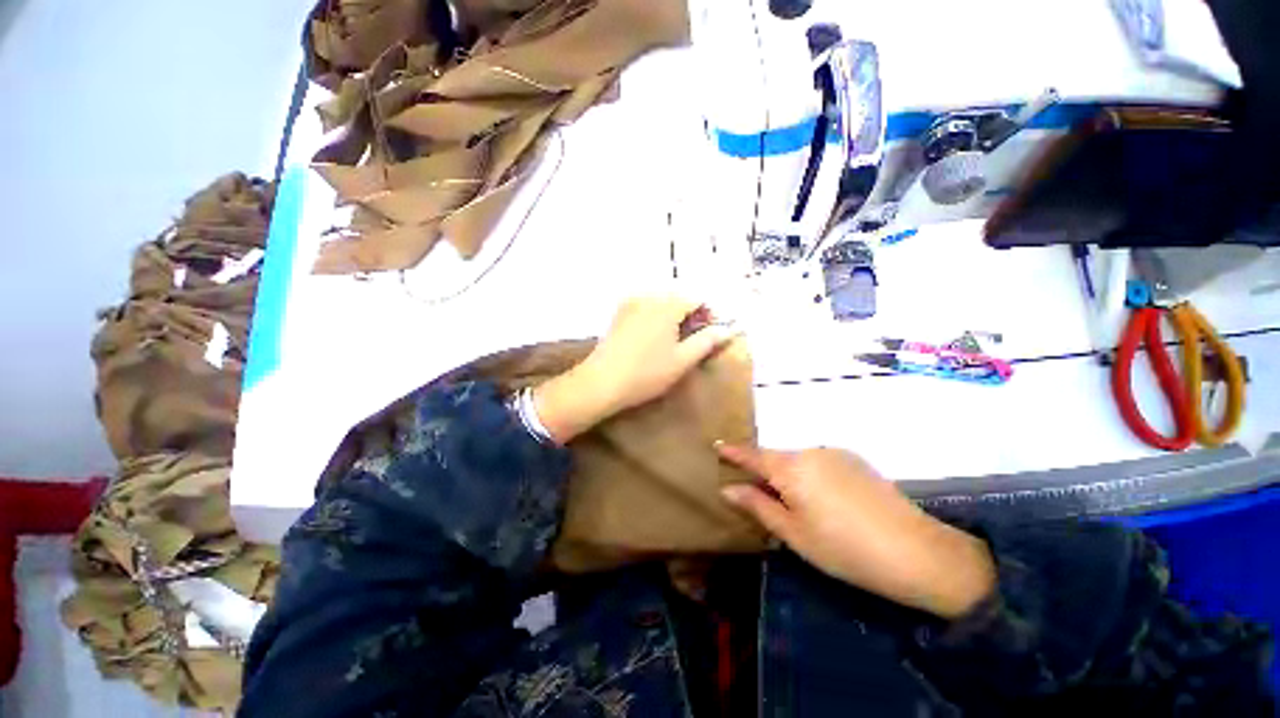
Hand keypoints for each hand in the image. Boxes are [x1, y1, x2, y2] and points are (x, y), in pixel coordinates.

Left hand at [533, 296, 736, 444]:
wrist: (601, 382)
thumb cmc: (647, 373)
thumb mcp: (683, 360)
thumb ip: (707, 341)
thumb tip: (729, 329)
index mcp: (667, 304)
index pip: (698, 299)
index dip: (710, 316)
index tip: (711, 336)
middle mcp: (648, 296)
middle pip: (679, 298)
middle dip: (691, 316)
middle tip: (693, 342)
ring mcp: (631, 303)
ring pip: (662, 303)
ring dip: (674, 317)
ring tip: (674, 343)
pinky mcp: (619, 313)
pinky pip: (646, 308)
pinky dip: (657, 318)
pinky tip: (654, 340)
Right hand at [718, 445, 996, 619]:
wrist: (917, 552)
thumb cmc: (843, 548)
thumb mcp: (793, 533)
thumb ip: (757, 505)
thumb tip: (727, 488)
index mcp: (790, 467)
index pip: (753, 454)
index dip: (734, 452)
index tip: (717, 445)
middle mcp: (810, 451)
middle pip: (776, 458)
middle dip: (763, 471)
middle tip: (756, 493)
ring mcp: (836, 454)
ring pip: (798, 461)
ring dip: (788, 475)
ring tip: (793, 504)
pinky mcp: (856, 461)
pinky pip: (819, 463)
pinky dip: (810, 475)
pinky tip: (823, 501)